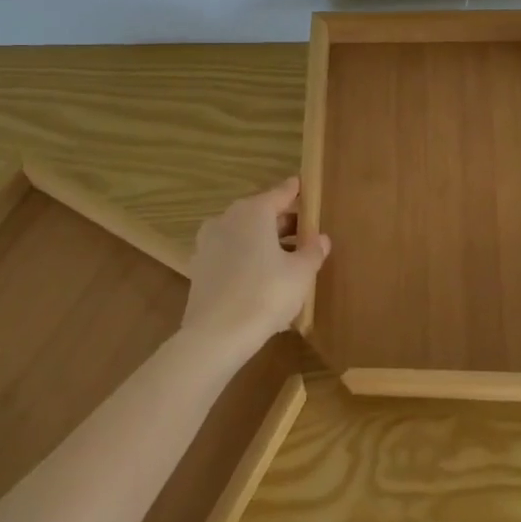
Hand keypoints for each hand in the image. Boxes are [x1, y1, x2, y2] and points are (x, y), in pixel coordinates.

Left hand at [180, 178, 329, 355]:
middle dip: (282, 221)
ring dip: (264, 241)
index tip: (304, 185)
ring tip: (287, 257)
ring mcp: (208, 243)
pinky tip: (262, 277)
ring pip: (243, 234)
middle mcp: (227, 219)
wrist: (216, 335)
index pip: (280, 192)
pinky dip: (247, 258)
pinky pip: (231, 254)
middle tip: (304, 231)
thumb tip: (321, 238)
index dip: (295, 191)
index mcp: (253, 211)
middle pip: (260, 213)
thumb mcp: (301, 273)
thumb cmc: (266, 294)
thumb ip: (313, 251)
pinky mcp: (200, 267)